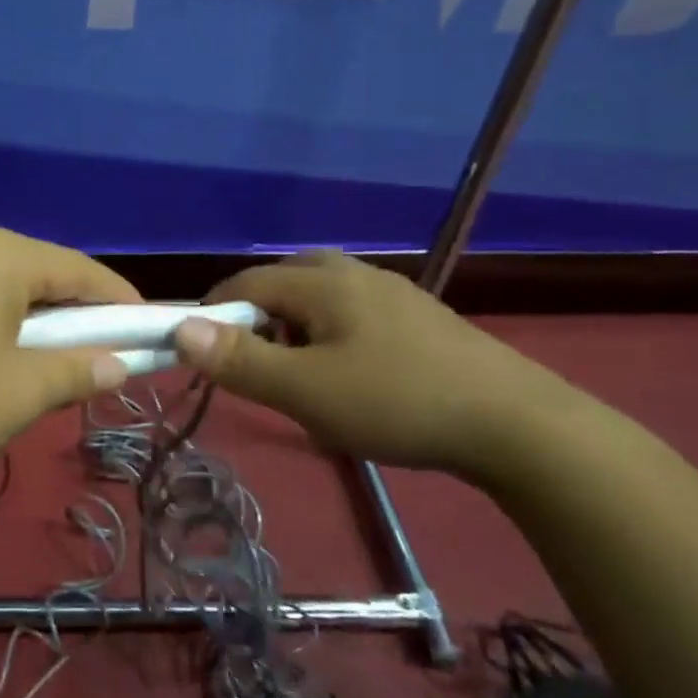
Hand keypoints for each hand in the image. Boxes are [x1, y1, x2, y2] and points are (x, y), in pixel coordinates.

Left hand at [0, 227, 140, 473]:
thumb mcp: (21, 392)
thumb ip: (77, 372)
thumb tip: (118, 366)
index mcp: (0, 254)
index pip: (80, 271)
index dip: (119, 301)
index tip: (146, 328)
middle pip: (37, 272)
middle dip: (72, 312)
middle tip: (96, 351)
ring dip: (28, 317)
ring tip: (41, 359)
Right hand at [172, 251, 576, 476]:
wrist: (517, 424)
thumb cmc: (398, 402)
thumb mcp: (306, 391)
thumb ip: (241, 360)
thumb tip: (180, 328)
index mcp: (321, 283)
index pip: (244, 283)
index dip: (213, 312)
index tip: (200, 351)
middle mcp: (354, 273)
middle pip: (283, 279)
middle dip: (255, 315)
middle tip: (251, 360)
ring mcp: (393, 292)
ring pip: (322, 294)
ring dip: (294, 323)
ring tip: (298, 370)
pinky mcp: (420, 317)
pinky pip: (354, 310)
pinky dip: (331, 331)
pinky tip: (350, 371)